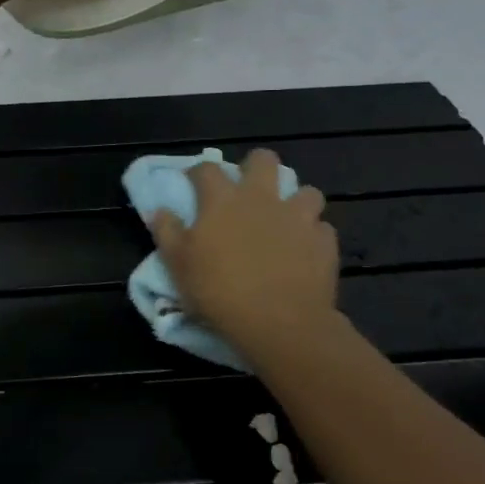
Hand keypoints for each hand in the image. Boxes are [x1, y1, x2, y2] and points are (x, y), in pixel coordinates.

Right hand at [151, 149, 345, 363]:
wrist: (278, 322)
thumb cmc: (219, 290)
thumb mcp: (177, 264)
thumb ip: (167, 232)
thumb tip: (160, 210)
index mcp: (223, 199)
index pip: (207, 169)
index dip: (198, 173)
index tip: (192, 183)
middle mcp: (262, 198)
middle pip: (264, 160)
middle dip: (255, 166)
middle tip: (247, 189)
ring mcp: (298, 218)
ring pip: (306, 191)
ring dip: (295, 201)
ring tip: (285, 219)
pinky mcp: (324, 242)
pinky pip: (321, 228)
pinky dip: (313, 235)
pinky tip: (304, 250)